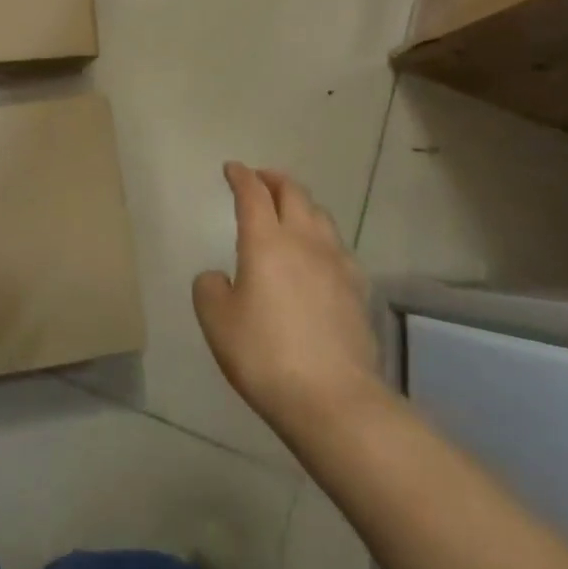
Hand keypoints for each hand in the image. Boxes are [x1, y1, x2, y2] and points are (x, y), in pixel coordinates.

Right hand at [194, 162, 380, 436]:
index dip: (241, 176)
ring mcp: (337, 263)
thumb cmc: (265, 355)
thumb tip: (219, 278)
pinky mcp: (358, 289)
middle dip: (274, 179)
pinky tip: (319, 255)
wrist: (333, 399)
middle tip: (260, 179)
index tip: (232, 169)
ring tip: (290, 210)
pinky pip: (338, 247)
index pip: (253, 193)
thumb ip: (209, 289)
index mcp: (266, 240)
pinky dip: (322, 237)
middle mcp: (304, 240)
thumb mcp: (216, 322)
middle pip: (293, 193)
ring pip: (320, 215)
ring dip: (301, 204)